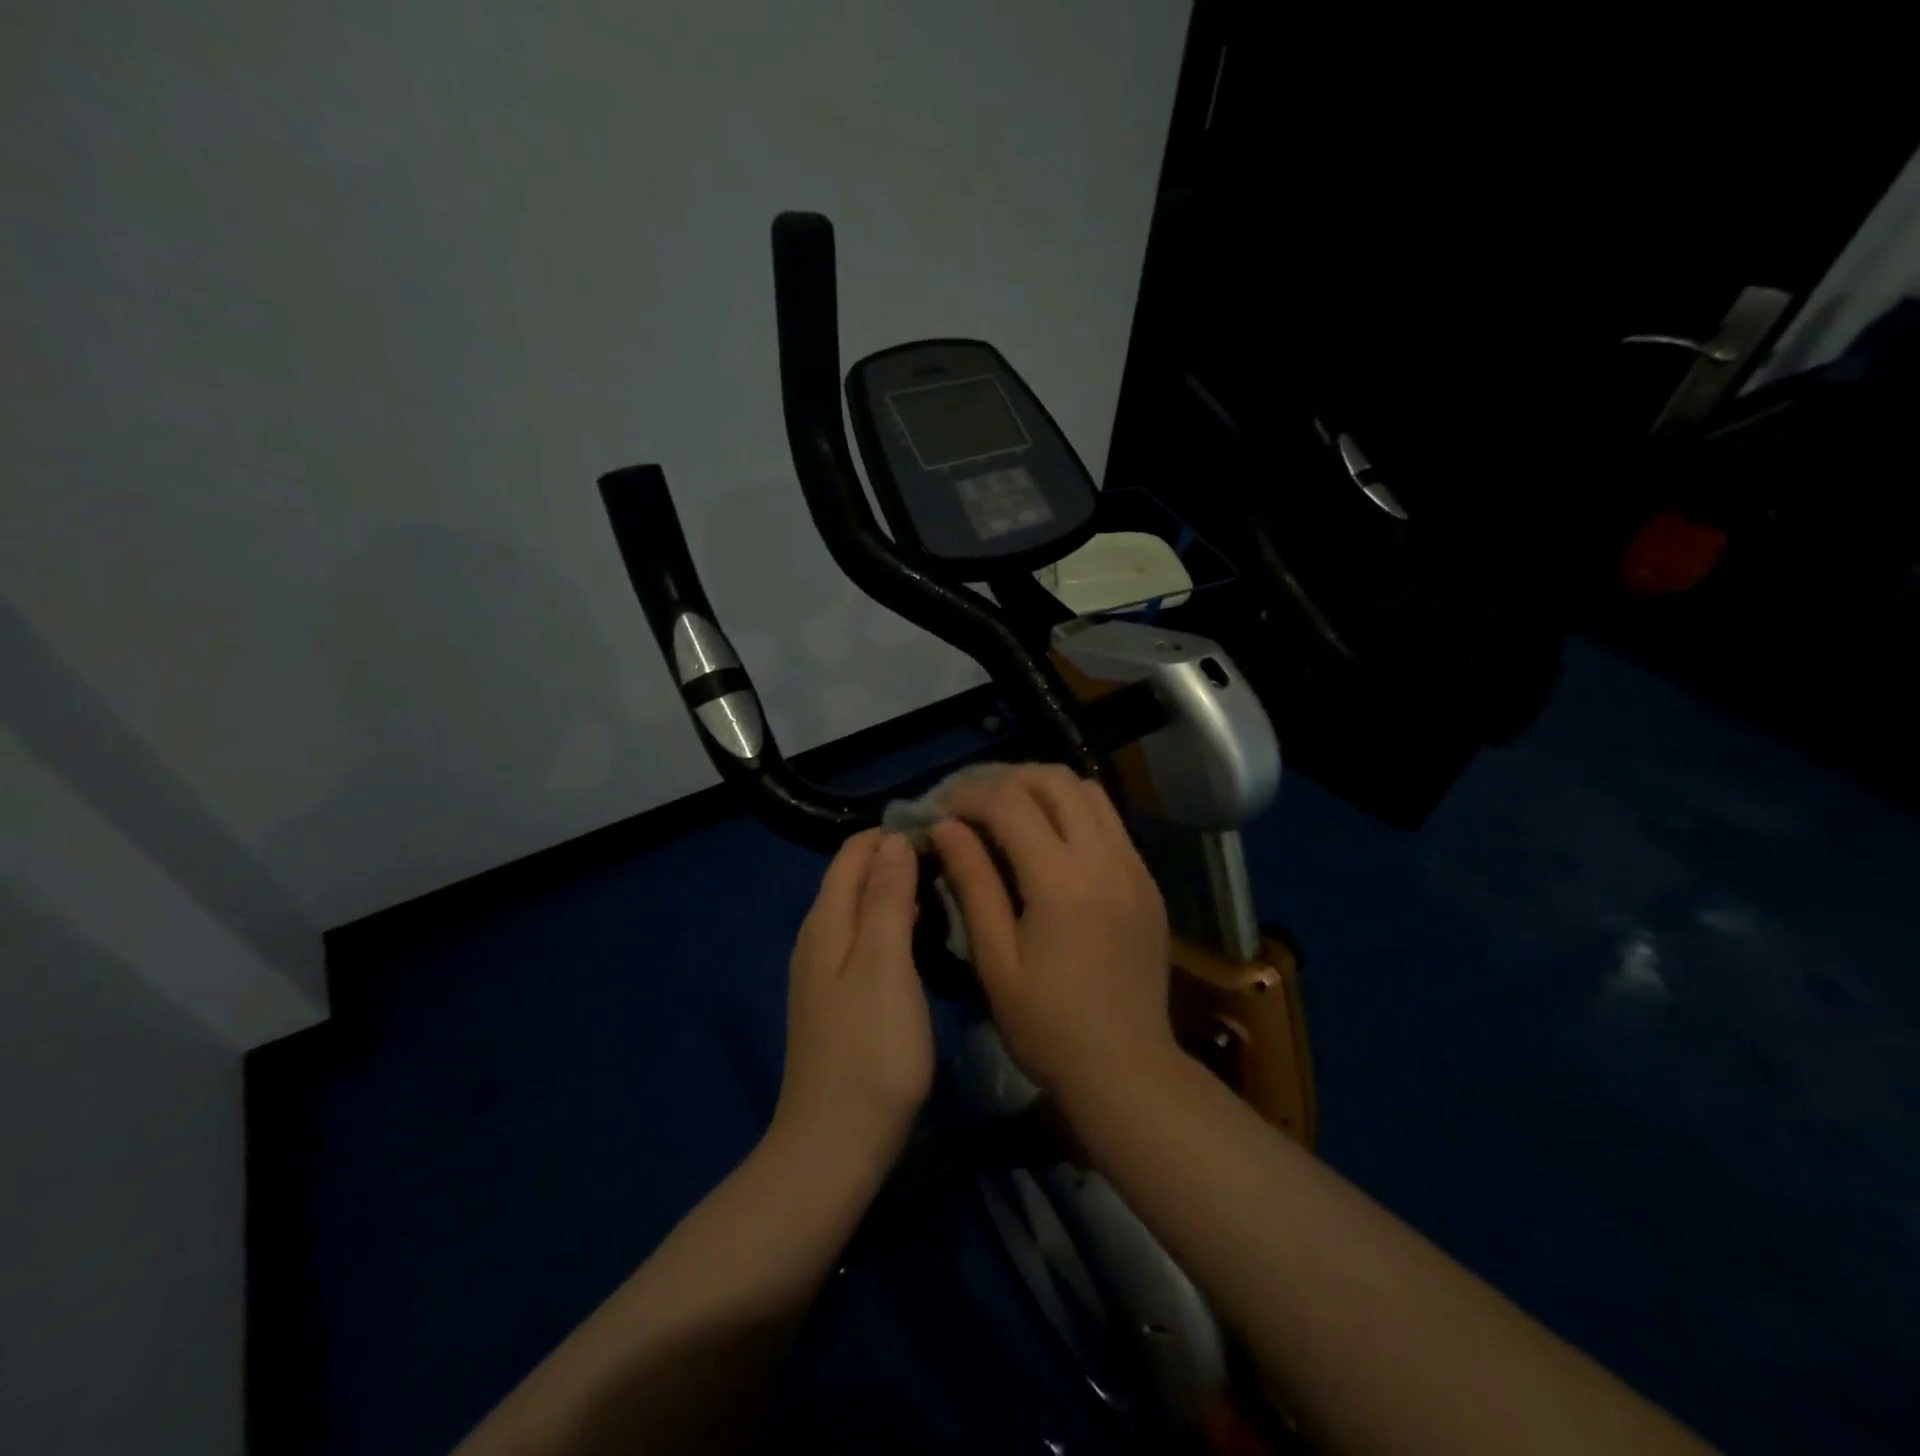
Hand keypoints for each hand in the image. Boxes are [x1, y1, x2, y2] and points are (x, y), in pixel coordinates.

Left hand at [772, 830, 933, 1174]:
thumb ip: (888, 897)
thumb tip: (893, 840)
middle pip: (855, 878)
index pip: (853, 853)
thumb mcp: (886, 964)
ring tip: (947, 892)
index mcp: (826, 921)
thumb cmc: (871, 1050)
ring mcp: (825, 971)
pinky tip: (924, 939)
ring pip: (863, 910)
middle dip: (899, 860)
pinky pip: (866, 941)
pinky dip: (895, 926)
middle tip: (954, 863)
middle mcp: (818, 937)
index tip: (942, 833)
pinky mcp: (839, 999)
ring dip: (899, 892)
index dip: (892, 835)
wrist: (836, 1142)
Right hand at [928, 765, 1176, 1102]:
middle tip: (972, 804)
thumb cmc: (1047, 1025)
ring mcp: (1134, 865)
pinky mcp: (1147, 880)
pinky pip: (1110, 821)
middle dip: (1006, 779)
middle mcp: (1105, 858)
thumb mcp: (995, 959)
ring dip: (1043, 790)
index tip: (941, 810)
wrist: (1126, 1068)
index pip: (1009, 803)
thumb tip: (945, 826)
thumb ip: (972, 882)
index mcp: (1062, 880)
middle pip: (1054, 780)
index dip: (968, 797)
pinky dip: (1074, 812)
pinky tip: (1049, 842)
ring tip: (1009, 813)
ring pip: (1088, 791)